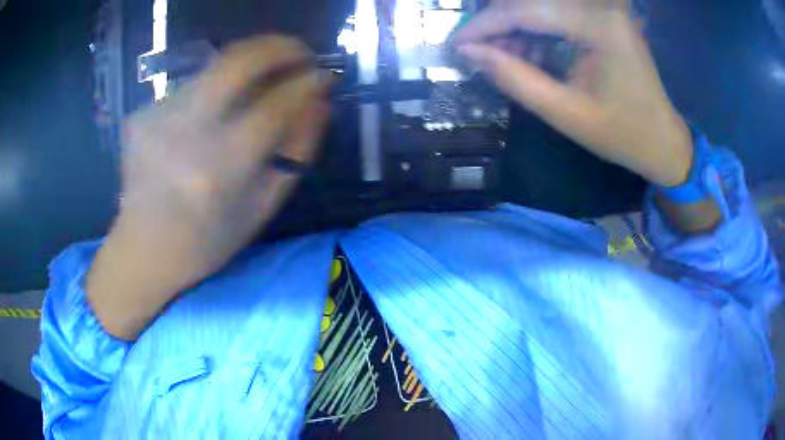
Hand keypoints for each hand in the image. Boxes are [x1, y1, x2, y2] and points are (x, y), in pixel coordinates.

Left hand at [87, 36, 329, 339]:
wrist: (143, 250)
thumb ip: (296, 151)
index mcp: (221, 169)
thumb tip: (319, 101)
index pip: (275, 105)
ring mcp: (159, 117)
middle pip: (238, 62)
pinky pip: (193, 85)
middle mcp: (187, 134)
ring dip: (249, 63)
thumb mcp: (262, 207)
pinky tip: (214, 111)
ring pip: (215, 66)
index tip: (324, 75)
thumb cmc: (207, 241)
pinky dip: (216, 86)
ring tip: (264, 79)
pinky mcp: (144, 113)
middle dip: (279, 46)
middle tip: (300, 51)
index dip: (306, 83)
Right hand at [455, 1, 692, 186]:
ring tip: (507, 60)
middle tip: (481, 55)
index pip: (526, 10)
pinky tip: (531, 54)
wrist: (663, 141)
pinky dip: (537, 31)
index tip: (457, 45)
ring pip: (542, 6)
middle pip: (532, 2)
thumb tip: (470, 53)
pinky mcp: (603, 17)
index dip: (485, 25)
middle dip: (500, 25)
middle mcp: (601, 6)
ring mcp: (604, 9)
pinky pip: (558, 13)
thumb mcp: (566, 114)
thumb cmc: (623, 134)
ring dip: (517, 28)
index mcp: (599, 25)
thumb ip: (515, 79)